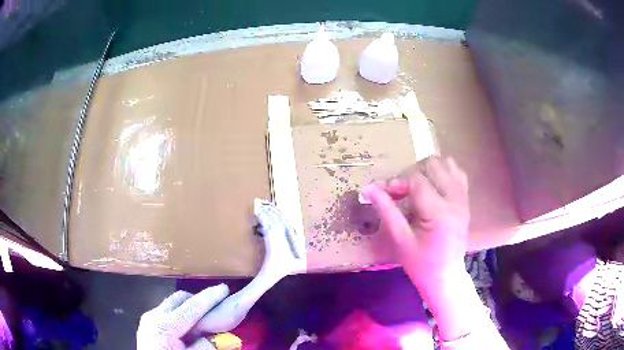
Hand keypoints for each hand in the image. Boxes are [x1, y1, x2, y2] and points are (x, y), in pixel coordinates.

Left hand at [137, 285, 228, 349]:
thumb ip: (207, 347)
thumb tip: (226, 338)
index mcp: (163, 326)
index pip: (190, 307)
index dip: (209, 298)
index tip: (224, 288)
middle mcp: (153, 316)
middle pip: (179, 299)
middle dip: (199, 300)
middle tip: (217, 306)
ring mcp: (149, 319)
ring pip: (173, 304)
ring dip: (191, 308)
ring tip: (205, 320)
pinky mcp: (148, 324)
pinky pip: (168, 313)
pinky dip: (183, 316)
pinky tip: (190, 329)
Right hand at [361, 156, 469, 284]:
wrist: (446, 277)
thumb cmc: (421, 264)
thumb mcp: (400, 240)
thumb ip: (386, 210)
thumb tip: (368, 188)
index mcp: (439, 212)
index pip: (417, 180)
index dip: (397, 182)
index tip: (386, 194)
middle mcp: (455, 200)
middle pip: (433, 165)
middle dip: (412, 173)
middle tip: (401, 192)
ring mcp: (463, 199)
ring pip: (447, 164)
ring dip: (427, 171)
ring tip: (416, 188)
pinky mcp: (466, 201)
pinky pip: (458, 174)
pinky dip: (443, 173)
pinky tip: (433, 186)